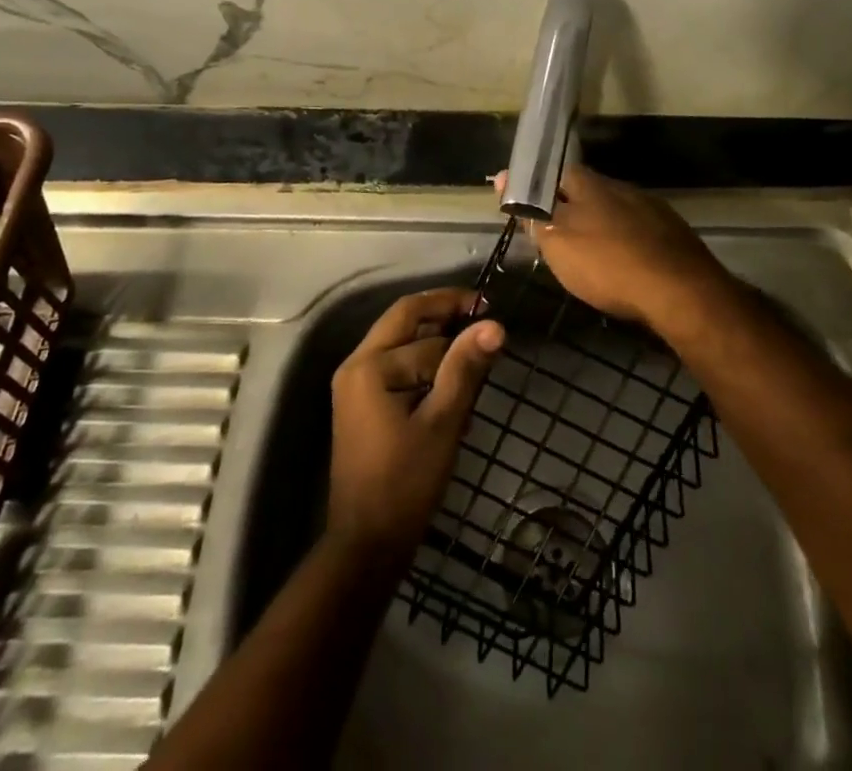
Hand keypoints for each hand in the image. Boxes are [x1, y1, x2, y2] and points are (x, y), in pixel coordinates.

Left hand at [327, 288, 505, 563]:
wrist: (367, 546)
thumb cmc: (405, 482)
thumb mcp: (443, 422)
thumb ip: (465, 368)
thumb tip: (495, 325)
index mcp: (369, 365)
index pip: (416, 318)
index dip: (452, 305)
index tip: (489, 306)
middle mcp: (356, 366)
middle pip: (404, 323)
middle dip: (443, 317)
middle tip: (483, 320)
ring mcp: (356, 387)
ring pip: (403, 345)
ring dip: (438, 344)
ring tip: (476, 355)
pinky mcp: (364, 406)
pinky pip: (398, 369)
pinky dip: (426, 368)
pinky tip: (455, 385)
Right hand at [500, 164, 732, 330]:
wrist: (681, 291)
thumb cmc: (608, 264)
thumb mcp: (557, 243)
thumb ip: (532, 212)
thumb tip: (504, 177)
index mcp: (589, 184)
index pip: (554, 173)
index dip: (537, 187)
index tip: (524, 205)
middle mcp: (620, 187)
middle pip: (586, 189)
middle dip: (569, 206)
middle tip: (554, 233)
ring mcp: (650, 207)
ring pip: (614, 208)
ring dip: (598, 223)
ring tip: (588, 249)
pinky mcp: (672, 232)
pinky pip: (637, 229)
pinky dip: (624, 240)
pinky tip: (623, 260)